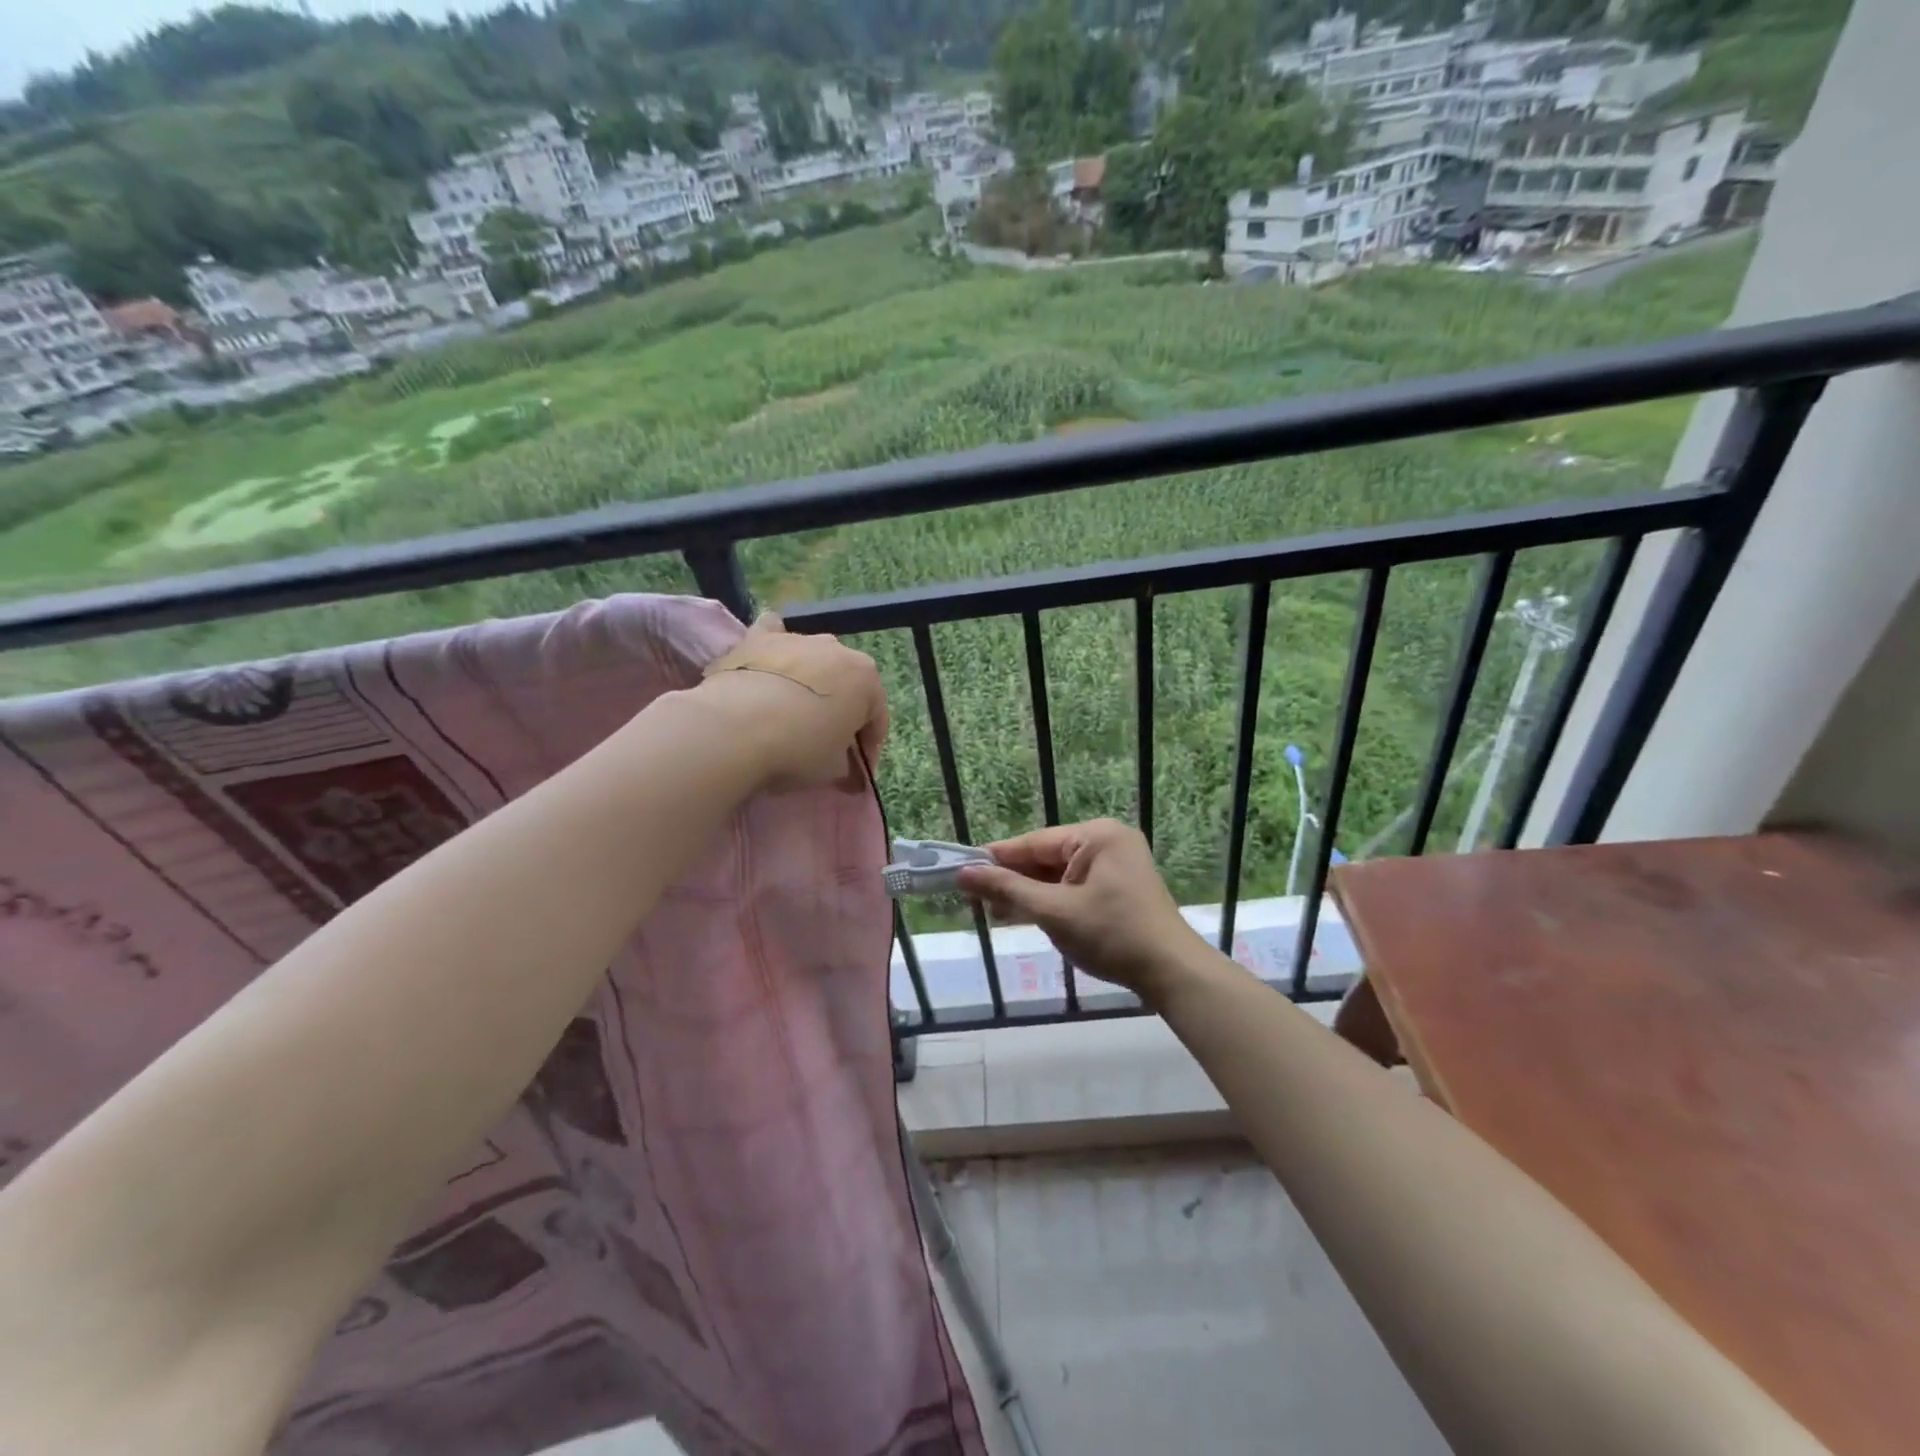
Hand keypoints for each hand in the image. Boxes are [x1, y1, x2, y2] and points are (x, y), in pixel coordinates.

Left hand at [695, 614, 888, 791]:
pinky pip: (773, 634)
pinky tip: (766, 663)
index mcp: (866, 679)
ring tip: (791, 711)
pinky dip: (774, 647)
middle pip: (845, 684)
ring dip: (809, 680)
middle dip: (840, 709)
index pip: (876, 717)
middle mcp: (838, 649)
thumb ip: (847, 767)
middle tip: (824, 740)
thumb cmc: (799, 748)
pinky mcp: (759, 636)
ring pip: (812, 658)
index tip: (856, 770)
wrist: (737, 727)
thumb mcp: (833, 769)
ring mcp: (798, 638)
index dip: (868, 747)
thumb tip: (850, 777)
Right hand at [957, 819, 1207, 1003]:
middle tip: (974, 899)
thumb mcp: (1054, 911)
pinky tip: (1025, 914)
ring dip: (1029, 893)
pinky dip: (1051, 901)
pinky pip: (1074, 887)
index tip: (962, 870)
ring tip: (994, 911)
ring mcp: (1116, 865)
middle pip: (1046, 857)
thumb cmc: (1112, 935)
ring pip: (1058, 874)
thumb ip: (1008, 889)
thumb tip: (964, 874)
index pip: (1034, 842)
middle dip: (1013, 880)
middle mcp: (1107, 842)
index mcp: (1097, 835)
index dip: (997, 858)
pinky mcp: (1119, 888)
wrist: (1172, 973)